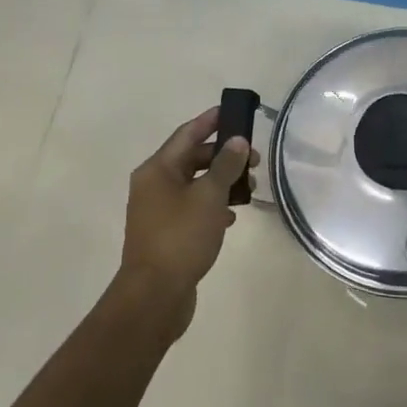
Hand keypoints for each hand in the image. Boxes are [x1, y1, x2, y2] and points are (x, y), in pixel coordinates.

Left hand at [112, 107, 255, 338]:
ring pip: (194, 185)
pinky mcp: (166, 234)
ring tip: (249, 187)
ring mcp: (157, 211)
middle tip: (254, 158)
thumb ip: (225, 166)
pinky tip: (231, 217)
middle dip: (223, 155)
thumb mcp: (208, 197)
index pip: (187, 134)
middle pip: (191, 159)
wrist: (155, 295)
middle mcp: (153, 185)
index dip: (210, 121)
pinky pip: (192, 209)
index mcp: (157, 170)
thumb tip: (237, 141)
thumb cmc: (180, 238)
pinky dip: (212, 206)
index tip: (233, 111)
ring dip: (221, 182)